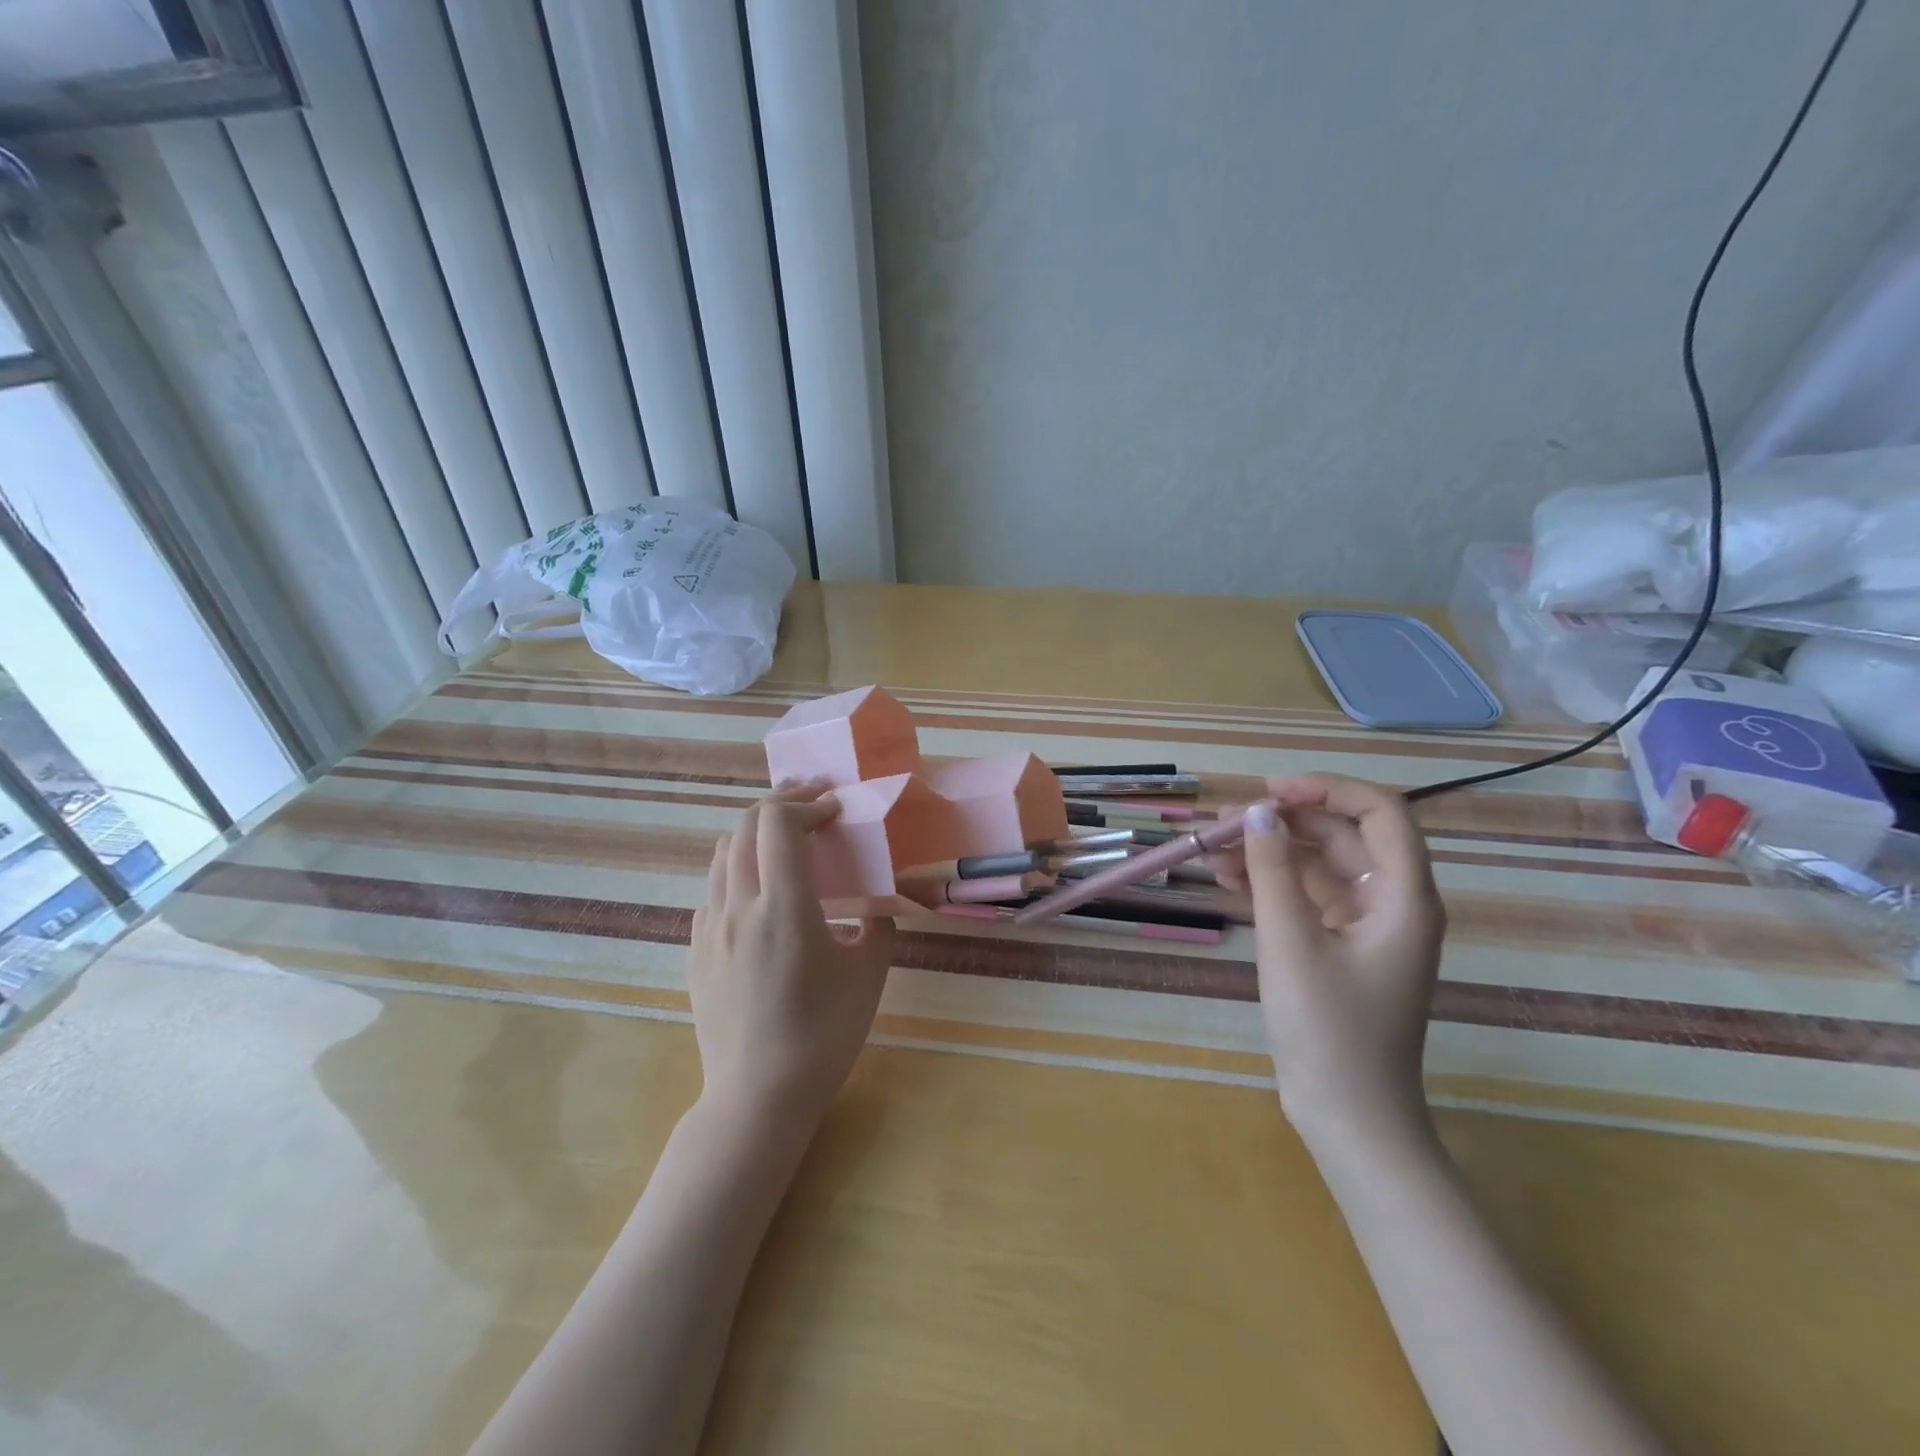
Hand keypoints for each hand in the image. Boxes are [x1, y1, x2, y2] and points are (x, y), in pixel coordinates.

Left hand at [688, 782, 895, 1128]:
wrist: (757, 1097)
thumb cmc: (823, 1035)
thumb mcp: (869, 975)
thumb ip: (877, 926)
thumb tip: (872, 906)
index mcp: (783, 907)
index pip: (778, 823)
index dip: (807, 804)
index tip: (835, 811)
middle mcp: (738, 906)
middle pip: (746, 826)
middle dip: (781, 803)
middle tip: (813, 803)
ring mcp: (710, 928)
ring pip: (723, 853)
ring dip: (755, 831)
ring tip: (785, 834)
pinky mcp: (696, 950)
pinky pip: (713, 889)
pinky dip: (738, 867)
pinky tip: (759, 888)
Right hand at [1213, 774, 1444, 1144]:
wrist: (1347, 1116)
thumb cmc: (1328, 1029)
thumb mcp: (1290, 942)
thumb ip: (1271, 871)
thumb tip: (1258, 814)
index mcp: (1403, 898)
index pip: (1380, 813)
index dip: (1327, 789)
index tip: (1269, 792)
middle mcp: (1391, 903)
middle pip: (1342, 836)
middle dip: (1283, 823)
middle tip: (1225, 823)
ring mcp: (1366, 926)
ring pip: (1318, 866)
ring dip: (1270, 853)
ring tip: (1214, 851)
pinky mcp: (1340, 946)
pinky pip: (1307, 896)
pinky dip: (1271, 884)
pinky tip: (1229, 880)